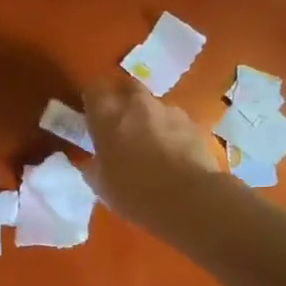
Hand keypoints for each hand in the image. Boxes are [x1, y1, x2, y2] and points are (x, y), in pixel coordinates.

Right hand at [82, 78, 222, 235]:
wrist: (188, 199)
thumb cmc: (134, 193)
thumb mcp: (101, 185)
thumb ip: (95, 165)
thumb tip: (95, 160)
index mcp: (107, 116)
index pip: (93, 90)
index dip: (93, 100)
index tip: (92, 115)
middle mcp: (137, 104)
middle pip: (127, 87)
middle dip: (122, 100)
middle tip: (121, 124)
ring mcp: (168, 111)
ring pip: (154, 105)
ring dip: (149, 118)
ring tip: (152, 145)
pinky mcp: (193, 123)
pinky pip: (175, 122)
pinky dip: (171, 132)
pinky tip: (174, 155)